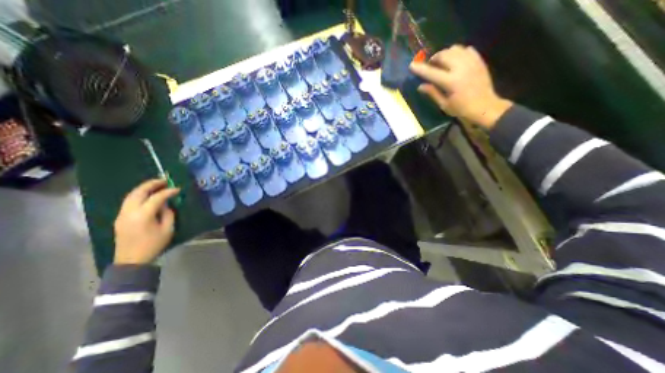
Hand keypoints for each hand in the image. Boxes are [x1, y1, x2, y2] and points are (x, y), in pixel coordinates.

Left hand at [114, 177, 179, 262]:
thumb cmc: (153, 245)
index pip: (156, 198)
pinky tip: (147, 195)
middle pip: (138, 192)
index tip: (178, 189)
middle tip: (164, 180)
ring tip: (156, 185)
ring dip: (144, 188)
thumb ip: (168, 214)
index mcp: (143, 215)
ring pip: (131, 195)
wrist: (131, 260)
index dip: (168, 192)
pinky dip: (139, 195)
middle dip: (151, 184)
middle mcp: (129, 212)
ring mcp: (122, 215)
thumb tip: (166, 205)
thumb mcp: (167, 229)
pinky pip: (129, 201)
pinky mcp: (120, 218)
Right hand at [411, 43, 512, 129]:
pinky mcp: (479, 61)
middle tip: (430, 66)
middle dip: (434, 58)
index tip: (412, 65)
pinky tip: (455, 61)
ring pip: (455, 49)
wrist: (485, 107)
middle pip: (444, 55)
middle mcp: (461, 69)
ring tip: (442, 62)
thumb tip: (420, 86)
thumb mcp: (444, 104)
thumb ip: (433, 93)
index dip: (420, 69)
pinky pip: (467, 49)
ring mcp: (472, 62)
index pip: (432, 72)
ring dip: (445, 54)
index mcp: (451, 82)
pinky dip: (458, 52)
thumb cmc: (461, 109)